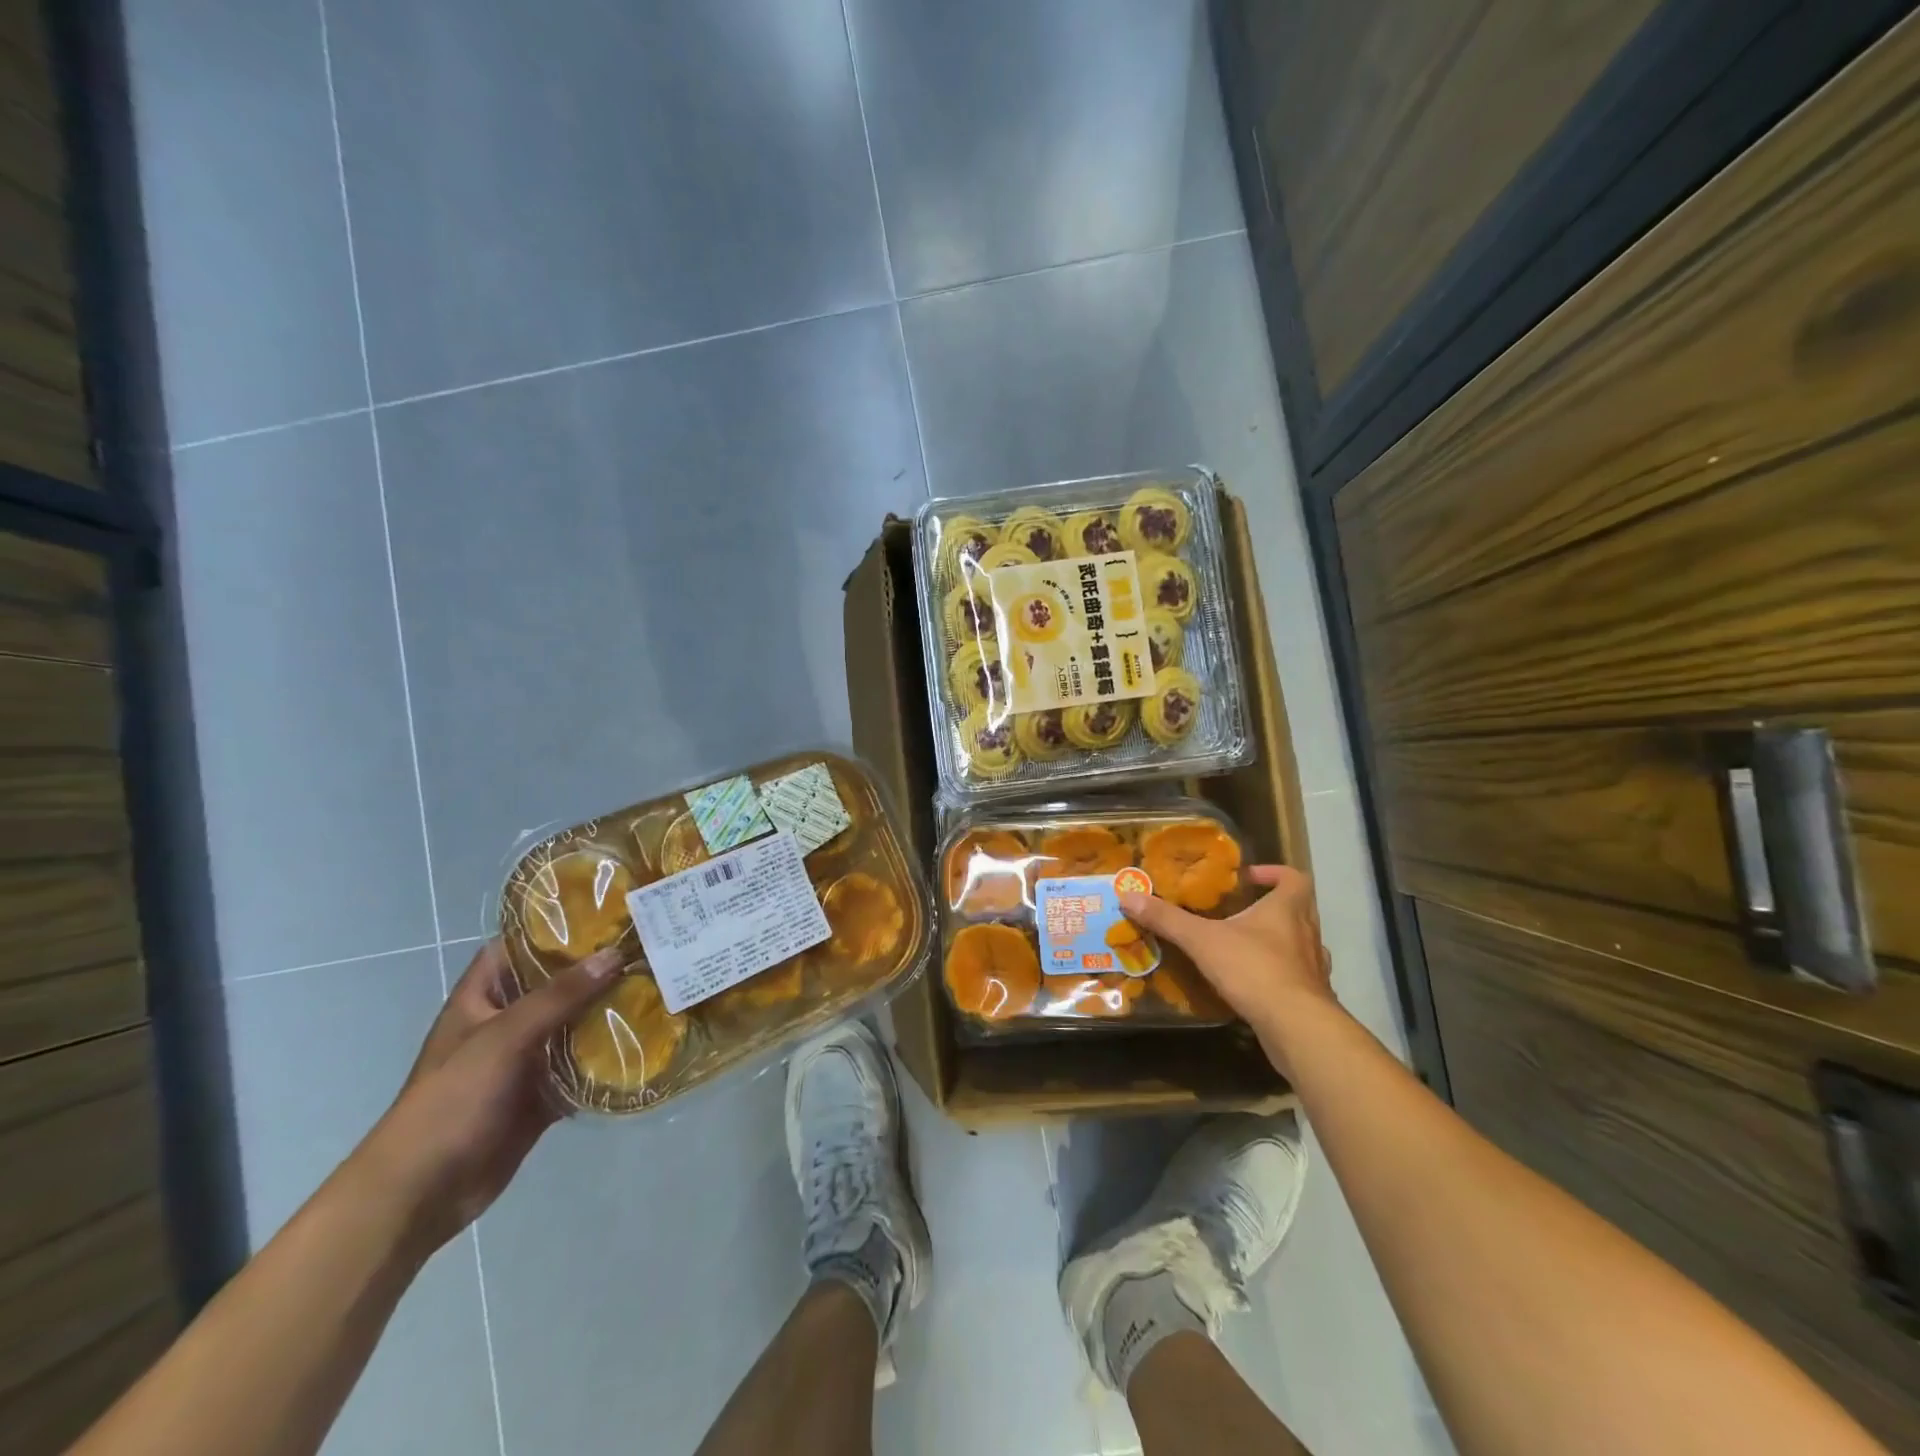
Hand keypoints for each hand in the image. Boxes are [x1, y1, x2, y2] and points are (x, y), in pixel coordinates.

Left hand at [348, 940, 619, 1252]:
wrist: (421, 1193)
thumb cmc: (452, 1100)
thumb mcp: (504, 1037)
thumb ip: (559, 996)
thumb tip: (614, 954)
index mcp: (481, 1000)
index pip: (515, 947)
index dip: (552, 928)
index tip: (602, 913)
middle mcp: (504, 1024)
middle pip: (554, 985)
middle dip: (595, 970)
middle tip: (645, 947)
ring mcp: (523, 1061)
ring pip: (572, 1026)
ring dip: (606, 1013)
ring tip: (656, 987)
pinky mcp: (540, 1096)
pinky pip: (580, 1069)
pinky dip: (606, 1060)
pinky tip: (645, 1043)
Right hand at [1121, 866, 1336, 1070]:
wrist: (1296, 1027)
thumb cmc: (1254, 969)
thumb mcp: (1202, 940)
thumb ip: (1167, 919)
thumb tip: (1128, 896)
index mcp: (1287, 910)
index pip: (1294, 878)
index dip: (1274, 873)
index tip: (1249, 878)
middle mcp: (1307, 933)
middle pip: (1300, 909)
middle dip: (1273, 907)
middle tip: (1242, 910)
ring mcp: (1314, 968)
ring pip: (1302, 944)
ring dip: (1280, 941)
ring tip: (1246, 946)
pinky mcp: (1313, 998)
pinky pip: (1298, 977)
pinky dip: (1280, 975)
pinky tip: (1255, 984)